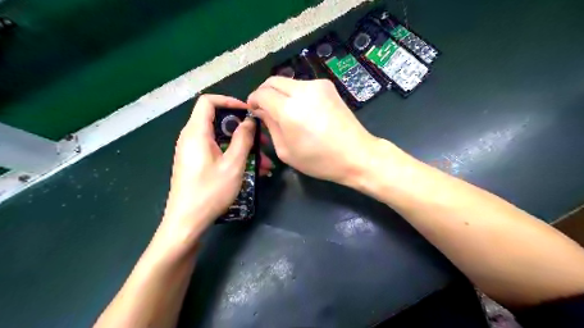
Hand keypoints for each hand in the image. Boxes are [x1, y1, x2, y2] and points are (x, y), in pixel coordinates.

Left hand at [160, 93, 271, 243]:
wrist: (186, 223)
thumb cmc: (210, 192)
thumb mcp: (233, 164)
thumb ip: (243, 139)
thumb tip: (249, 121)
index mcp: (196, 133)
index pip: (208, 102)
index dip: (229, 101)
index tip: (248, 112)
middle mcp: (192, 138)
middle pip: (219, 122)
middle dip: (243, 130)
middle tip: (263, 142)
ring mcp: (194, 152)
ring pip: (222, 140)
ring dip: (244, 148)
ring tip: (265, 163)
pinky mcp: (197, 164)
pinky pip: (218, 152)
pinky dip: (235, 157)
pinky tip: (254, 171)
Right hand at [246, 77, 378, 183]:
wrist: (356, 154)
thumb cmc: (319, 160)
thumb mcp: (286, 151)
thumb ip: (270, 126)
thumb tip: (261, 110)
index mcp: (289, 109)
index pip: (261, 93)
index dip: (253, 100)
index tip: (253, 110)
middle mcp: (302, 90)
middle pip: (273, 81)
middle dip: (264, 93)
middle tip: (265, 110)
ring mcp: (318, 85)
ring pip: (288, 82)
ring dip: (281, 94)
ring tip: (285, 113)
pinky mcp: (328, 86)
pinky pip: (303, 86)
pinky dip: (295, 94)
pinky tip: (303, 111)